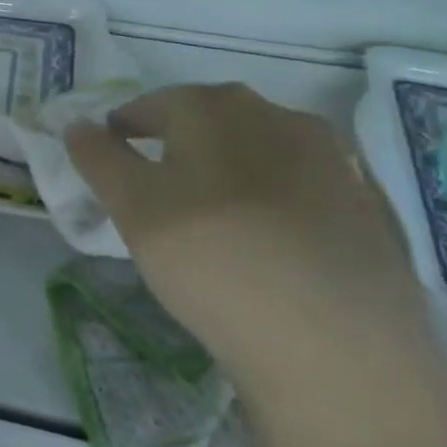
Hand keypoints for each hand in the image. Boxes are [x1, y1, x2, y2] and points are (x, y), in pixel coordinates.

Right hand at [67, 84, 437, 411]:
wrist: (335, 342)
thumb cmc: (211, 257)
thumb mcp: (132, 207)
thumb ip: (99, 159)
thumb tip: (78, 126)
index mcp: (216, 106)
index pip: (154, 103)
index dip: (125, 125)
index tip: (110, 150)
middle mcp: (279, 116)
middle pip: (212, 119)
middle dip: (178, 142)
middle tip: (155, 182)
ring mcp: (334, 160)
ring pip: (261, 150)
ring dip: (230, 167)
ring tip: (212, 212)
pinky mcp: (368, 207)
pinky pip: (302, 187)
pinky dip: (274, 199)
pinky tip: (267, 238)